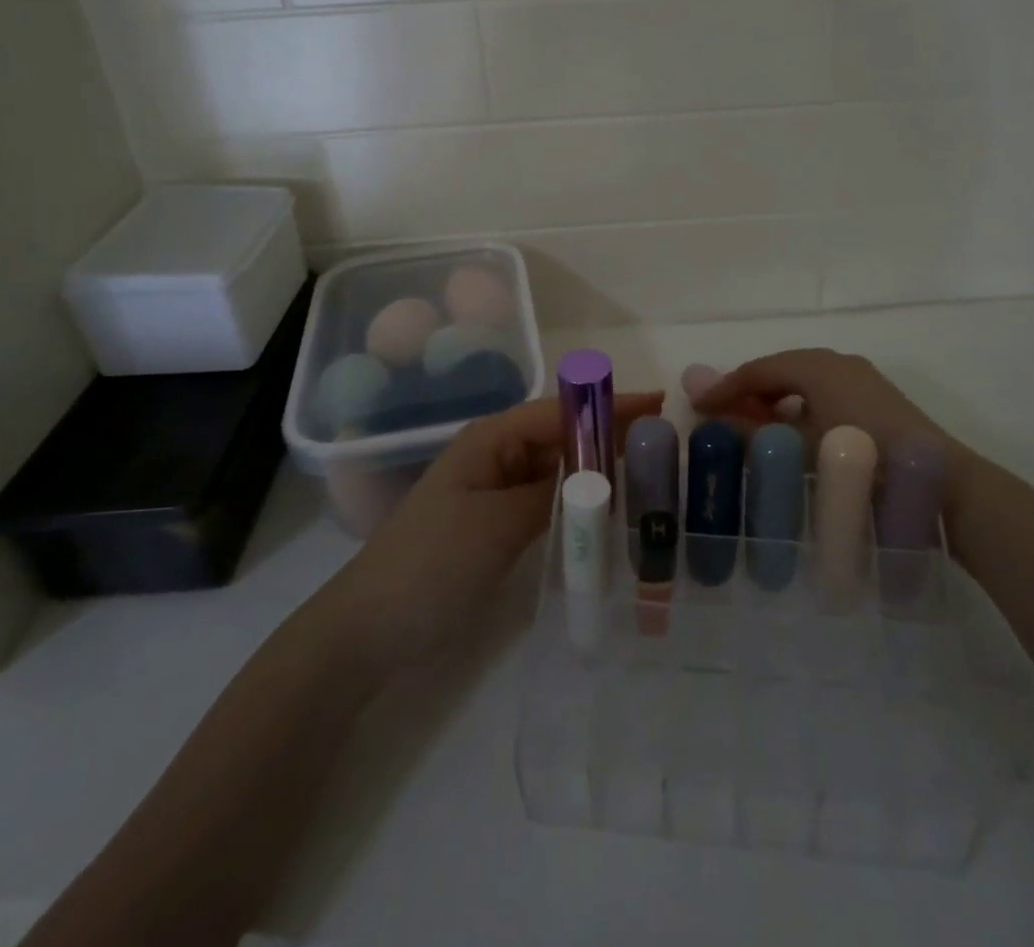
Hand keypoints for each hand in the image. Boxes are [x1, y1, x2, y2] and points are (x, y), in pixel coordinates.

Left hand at [324, 390, 662, 672]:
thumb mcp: (498, 524)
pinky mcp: (494, 525)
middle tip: (664, 441)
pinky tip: (606, 513)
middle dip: (609, 434)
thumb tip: (601, 476)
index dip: (609, 405)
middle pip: (562, 435)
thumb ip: (553, 495)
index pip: (561, 411)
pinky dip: (576, 502)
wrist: (369, 629)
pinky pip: (545, 501)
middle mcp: (494, 455)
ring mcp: (494, 492)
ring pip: (556, 470)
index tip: (658, 403)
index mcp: (490, 439)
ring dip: (596, 469)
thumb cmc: (432, 562)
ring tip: (647, 472)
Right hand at [693, 349, 1003, 548]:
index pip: (757, 369)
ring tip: (753, 428)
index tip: (695, 408)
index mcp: (816, 364)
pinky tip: (795, 435)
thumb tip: (707, 414)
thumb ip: (748, 430)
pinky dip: (800, 408)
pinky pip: (824, 393)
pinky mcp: (876, 398)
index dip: (723, 388)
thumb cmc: (861, 459)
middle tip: (721, 417)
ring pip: (803, 382)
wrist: (941, 483)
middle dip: (748, 392)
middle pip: (780, 370)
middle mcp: (838, 361)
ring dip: (774, 401)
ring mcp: (861, 378)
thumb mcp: (797, 447)